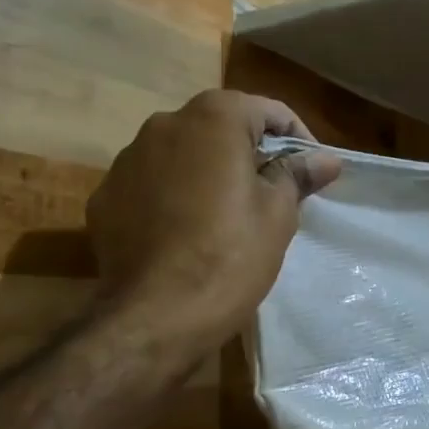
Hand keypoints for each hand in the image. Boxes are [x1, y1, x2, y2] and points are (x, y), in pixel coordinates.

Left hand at [87, 91, 342, 348]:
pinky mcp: (104, 197)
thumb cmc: (230, 255)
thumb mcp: (278, 213)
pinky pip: (150, 185)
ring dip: (207, 173)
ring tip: (225, 216)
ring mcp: (126, 160)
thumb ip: (297, 174)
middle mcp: (164, 124)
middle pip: (221, 128)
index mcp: (212, 118)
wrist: (154, 317)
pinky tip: (184, 234)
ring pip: (182, 155)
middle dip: (249, 154)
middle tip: (272, 194)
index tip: (310, 172)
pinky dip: (171, 197)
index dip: (297, 139)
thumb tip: (324, 159)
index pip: (268, 111)